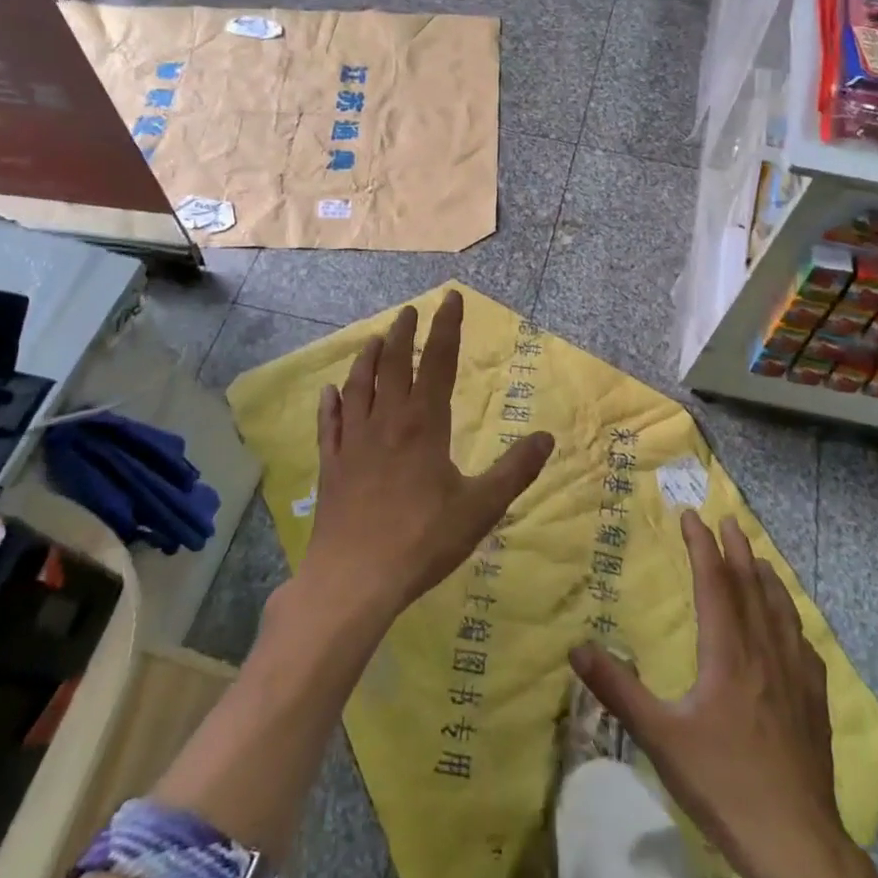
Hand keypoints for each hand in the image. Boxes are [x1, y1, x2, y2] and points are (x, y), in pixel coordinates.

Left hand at [303, 291, 554, 624]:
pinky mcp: (331, 467)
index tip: (450, 298)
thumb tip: (547, 437)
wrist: (354, 579)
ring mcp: (354, 443)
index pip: (440, 363)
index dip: (447, 328)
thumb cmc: (423, 541)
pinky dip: (331, 404)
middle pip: (394, 365)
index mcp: (424, 425)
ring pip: (359, 388)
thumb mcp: (481, 507)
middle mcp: (387, 422)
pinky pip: (330, 425)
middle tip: (409, 311)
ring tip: (373, 340)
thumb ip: (515, 471)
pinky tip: (330, 393)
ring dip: (367, 360)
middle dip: (404, 334)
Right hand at [570, 511, 845, 877]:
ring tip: (759, 558)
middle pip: (751, 586)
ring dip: (767, 577)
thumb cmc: (722, 783)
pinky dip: (792, 620)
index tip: (691, 517)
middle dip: (737, 549)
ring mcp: (795, 675)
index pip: (714, 582)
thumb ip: (618, 690)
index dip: (702, 546)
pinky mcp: (814, 701)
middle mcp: (764, 651)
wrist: (794, 840)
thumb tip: (576, 647)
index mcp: (727, 652)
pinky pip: (803, 644)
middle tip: (728, 520)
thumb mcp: (659, 737)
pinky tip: (792, 628)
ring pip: (781, 610)